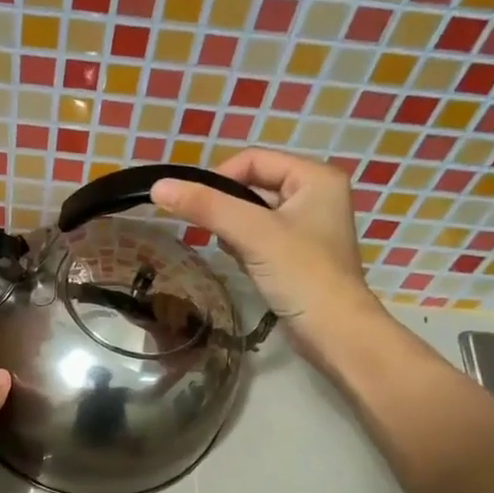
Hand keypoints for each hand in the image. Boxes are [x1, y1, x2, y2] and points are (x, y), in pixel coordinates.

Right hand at [150, 149, 380, 366]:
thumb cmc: (301, 274)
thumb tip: (158, 187)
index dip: (220, 177)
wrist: (334, 333)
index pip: (253, 160)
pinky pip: (261, 238)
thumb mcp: (252, 234)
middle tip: (209, 231)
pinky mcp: (298, 255)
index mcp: (315, 177)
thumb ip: (207, 207)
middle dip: (227, 207)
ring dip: (234, 229)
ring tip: (232, 251)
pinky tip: (243, 265)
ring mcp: (308, 227)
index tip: (195, 206)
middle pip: (254, 185)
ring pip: (254, 214)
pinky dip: (245, 247)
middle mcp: (315, 195)